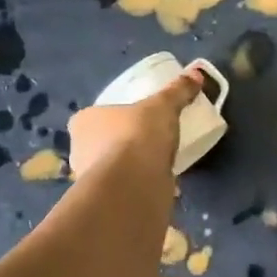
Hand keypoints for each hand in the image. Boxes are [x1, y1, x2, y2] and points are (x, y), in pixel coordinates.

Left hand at [67, 69, 202, 179]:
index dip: (109, 117)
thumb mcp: (163, 106)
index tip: (131, 119)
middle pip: (99, 143)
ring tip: (155, 163)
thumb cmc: (138, 134)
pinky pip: (124, 188)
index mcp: (83, 122)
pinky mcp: (106, 201)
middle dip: (119, 143)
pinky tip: (157, 183)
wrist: (133, 184)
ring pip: (110, 168)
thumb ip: (177, 91)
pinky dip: (137, 186)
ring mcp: (90, 180)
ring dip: (128, 167)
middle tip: (146, 139)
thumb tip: (196, 74)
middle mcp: (79, 150)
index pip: (90, 117)